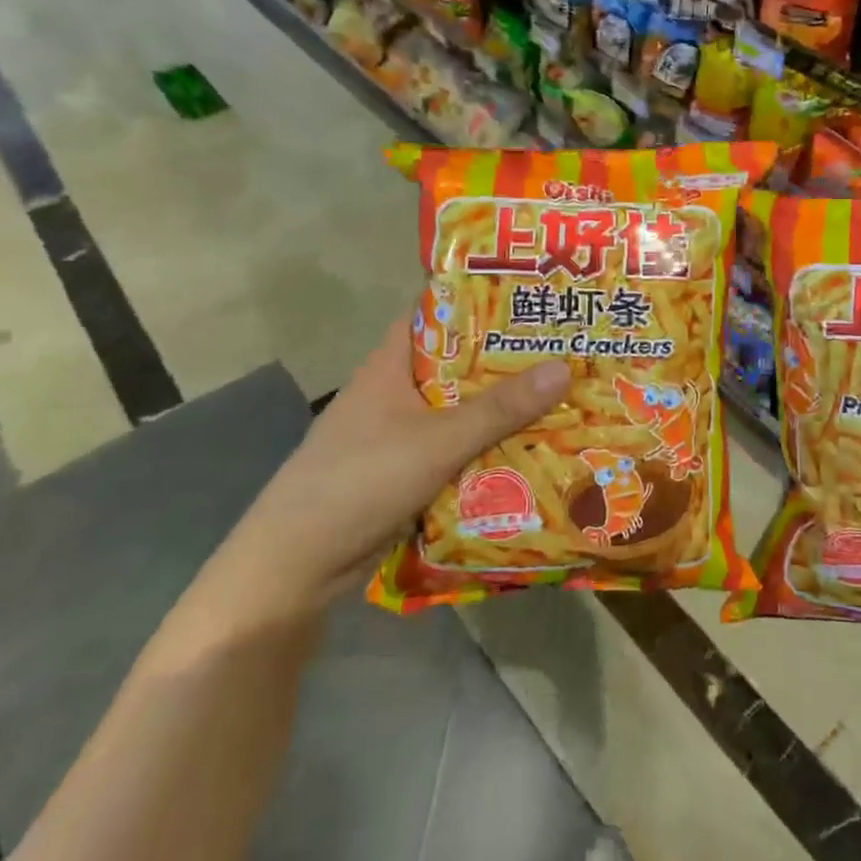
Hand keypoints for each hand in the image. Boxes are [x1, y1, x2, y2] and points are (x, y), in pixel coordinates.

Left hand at [184, 313, 568, 633]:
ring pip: (458, 410)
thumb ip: (500, 408)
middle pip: (457, 364)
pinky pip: (454, 449)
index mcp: (390, 365)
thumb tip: (563, 367)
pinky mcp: (403, 472)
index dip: (478, 300)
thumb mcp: (437, 440)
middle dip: (505, 360)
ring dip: (500, 409)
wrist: (296, 565)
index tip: (529, 295)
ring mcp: (396, 434)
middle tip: (564, 349)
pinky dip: (486, 448)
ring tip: (561, 396)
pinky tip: (529, 449)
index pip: (434, 313)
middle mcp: (394, 392)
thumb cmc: (360, 481)